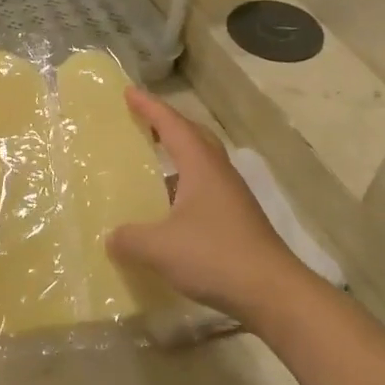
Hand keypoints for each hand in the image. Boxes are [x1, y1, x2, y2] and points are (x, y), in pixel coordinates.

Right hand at [106, 90, 312, 323]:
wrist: (272, 292)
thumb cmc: (215, 256)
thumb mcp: (159, 248)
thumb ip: (129, 239)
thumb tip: (111, 237)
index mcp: (201, 167)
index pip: (172, 125)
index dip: (149, 107)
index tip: (127, 92)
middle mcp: (219, 174)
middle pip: (193, 136)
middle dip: (167, 124)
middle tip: (141, 120)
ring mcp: (232, 198)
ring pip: (201, 164)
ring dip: (177, 157)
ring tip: (150, 163)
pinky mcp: (237, 221)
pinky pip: (204, 190)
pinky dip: (183, 187)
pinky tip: (168, 210)